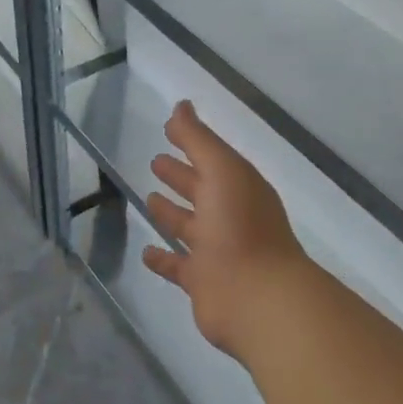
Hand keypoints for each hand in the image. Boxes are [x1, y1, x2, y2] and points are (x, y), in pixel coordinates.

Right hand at [144, 101, 310, 359]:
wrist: (257, 298)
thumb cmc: (240, 227)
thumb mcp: (221, 171)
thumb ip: (198, 139)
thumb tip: (181, 106)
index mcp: (238, 188)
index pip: (211, 159)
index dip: (191, 144)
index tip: (168, 130)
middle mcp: (229, 217)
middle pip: (201, 190)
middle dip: (181, 176)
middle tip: (156, 163)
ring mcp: (217, 251)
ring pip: (189, 226)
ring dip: (171, 214)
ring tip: (149, 199)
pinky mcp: (203, 282)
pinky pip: (178, 266)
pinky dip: (163, 259)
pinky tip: (146, 252)